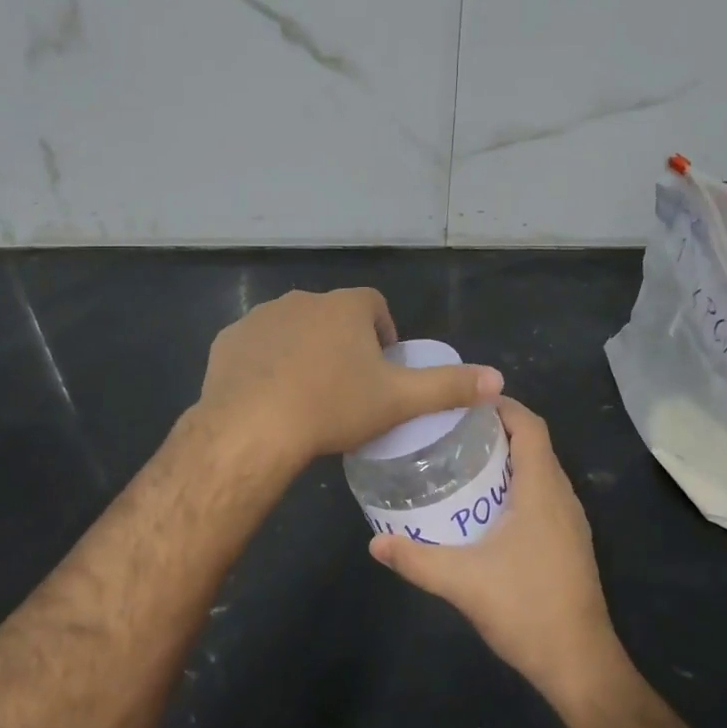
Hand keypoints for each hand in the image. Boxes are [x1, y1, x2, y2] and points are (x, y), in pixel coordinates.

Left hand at [196, 287, 501, 471]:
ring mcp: (261, 317)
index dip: (383, 334)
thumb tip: (498, 379)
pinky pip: (256, 346)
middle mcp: (303, 300)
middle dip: (342, 344)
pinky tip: (269, 396)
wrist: (253, 427)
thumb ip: (449, 387)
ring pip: (293, 330)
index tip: (381, 371)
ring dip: (303, 352)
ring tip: (307, 396)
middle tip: (346, 390)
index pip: (374, 306)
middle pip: (333, 317)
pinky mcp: (228, 339)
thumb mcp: (398, 400)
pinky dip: (266, 363)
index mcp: (346, 306)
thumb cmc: (333, 406)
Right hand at [369, 398, 625, 705]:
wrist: (579, 665)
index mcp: (542, 488)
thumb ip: (416, 559)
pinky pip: (543, 495)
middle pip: (533, 443)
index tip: (463, 401)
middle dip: (496, 430)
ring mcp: (570, 521)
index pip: (529, 424)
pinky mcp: (569, 543)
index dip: (501, 405)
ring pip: (539, 470)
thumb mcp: (462, 581)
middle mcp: (562, 495)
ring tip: (462, 462)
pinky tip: (485, 508)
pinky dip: (516, 485)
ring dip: (506, 458)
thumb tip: (375, 543)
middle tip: (450, 431)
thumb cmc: (526, 608)